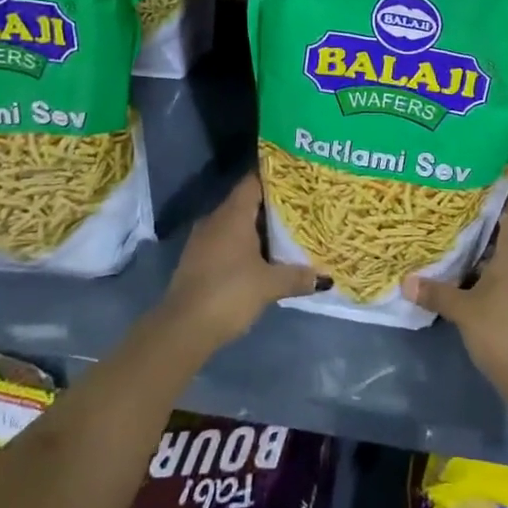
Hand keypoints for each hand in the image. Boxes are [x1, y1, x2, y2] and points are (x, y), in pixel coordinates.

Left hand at [160, 173, 319, 352]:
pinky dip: (244, 245)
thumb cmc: (229, 293)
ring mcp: (203, 240)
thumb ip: (297, 277)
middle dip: (272, 206)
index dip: (275, 177)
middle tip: (301, 208)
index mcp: (233, 214)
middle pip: (247, 202)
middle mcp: (215, 220)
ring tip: (287, 233)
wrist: (183, 329)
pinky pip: (226, 242)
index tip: (297, 178)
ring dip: (258, 229)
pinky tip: (262, 258)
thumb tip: (325, 278)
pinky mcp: (197, 261)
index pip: (254, 181)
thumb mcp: (269, 285)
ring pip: (236, 224)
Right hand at [404, 198, 507, 396]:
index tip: (471, 200)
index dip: (496, 200)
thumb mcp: (462, 310)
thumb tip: (406, 281)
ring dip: (490, 258)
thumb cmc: (501, 330)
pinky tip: (476, 288)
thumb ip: (436, 292)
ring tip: (459, 258)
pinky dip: (500, 278)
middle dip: (484, 232)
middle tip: (454, 229)